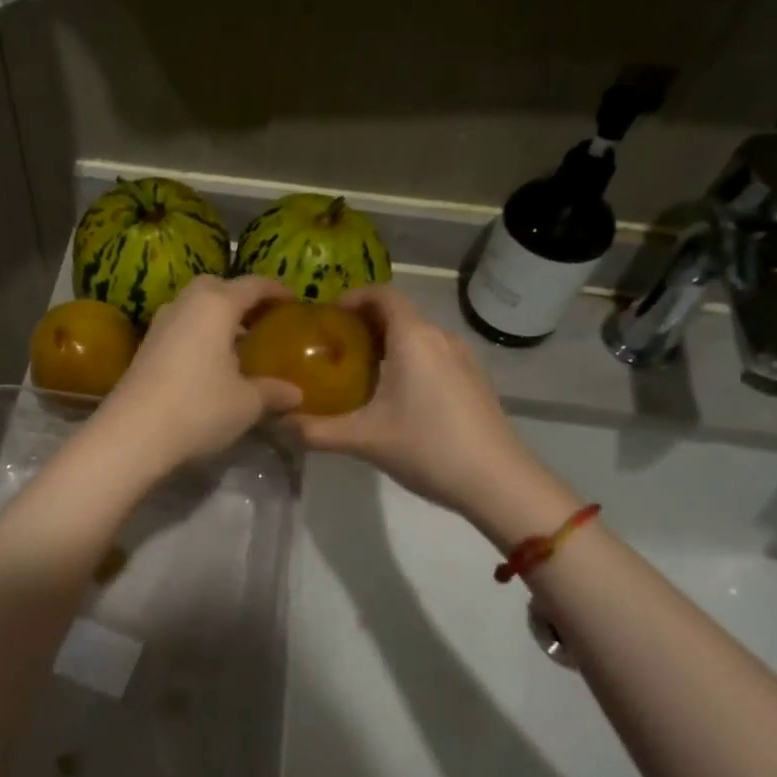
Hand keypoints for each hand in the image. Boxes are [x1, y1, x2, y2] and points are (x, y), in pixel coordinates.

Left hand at [88, 274, 302, 477]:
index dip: (275, 290)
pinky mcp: (145, 347)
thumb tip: (296, 393)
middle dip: (239, 297)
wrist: (132, 434)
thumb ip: (273, 392)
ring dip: (216, 316)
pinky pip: (180, 327)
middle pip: (216, 287)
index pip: (252, 285)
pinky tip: (210, 363)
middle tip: (260, 319)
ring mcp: (160, 324)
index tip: (293, 301)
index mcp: (216, 305)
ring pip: (193, 306)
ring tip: (237, 343)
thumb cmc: (199, 408)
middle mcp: (185, 304)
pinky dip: (198, 333)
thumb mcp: (247, 403)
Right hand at [287, 286, 539, 518]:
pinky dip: (410, 360)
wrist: (499, 482)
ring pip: (418, 336)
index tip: (326, 316)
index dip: (352, 297)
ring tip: (359, 371)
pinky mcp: (474, 380)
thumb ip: (316, 430)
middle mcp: (440, 337)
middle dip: (364, 323)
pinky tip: (396, 396)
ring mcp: (463, 358)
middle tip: (332, 347)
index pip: (382, 294)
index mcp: (413, 337)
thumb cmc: (428, 447)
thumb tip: (277, 423)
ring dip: (388, 343)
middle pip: (398, 314)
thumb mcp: (364, 439)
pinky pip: (434, 355)